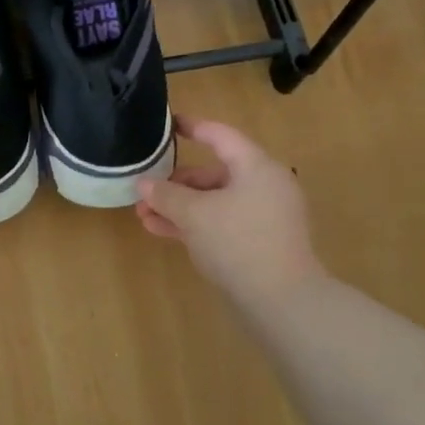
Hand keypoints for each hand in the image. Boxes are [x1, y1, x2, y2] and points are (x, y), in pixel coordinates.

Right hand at [136, 117, 325, 308]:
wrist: (281, 300)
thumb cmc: (238, 242)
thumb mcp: (194, 215)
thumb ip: (165, 195)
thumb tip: (143, 183)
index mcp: (256, 168)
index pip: (220, 136)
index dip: (192, 128)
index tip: (168, 124)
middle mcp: (264, 186)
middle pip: (214, 173)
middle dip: (176, 183)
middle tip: (145, 192)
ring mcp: (264, 216)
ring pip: (214, 201)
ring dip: (179, 207)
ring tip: (145, 217)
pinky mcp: (260, 242)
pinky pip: (222, 222)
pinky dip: (194, 224)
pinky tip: (163, 232)